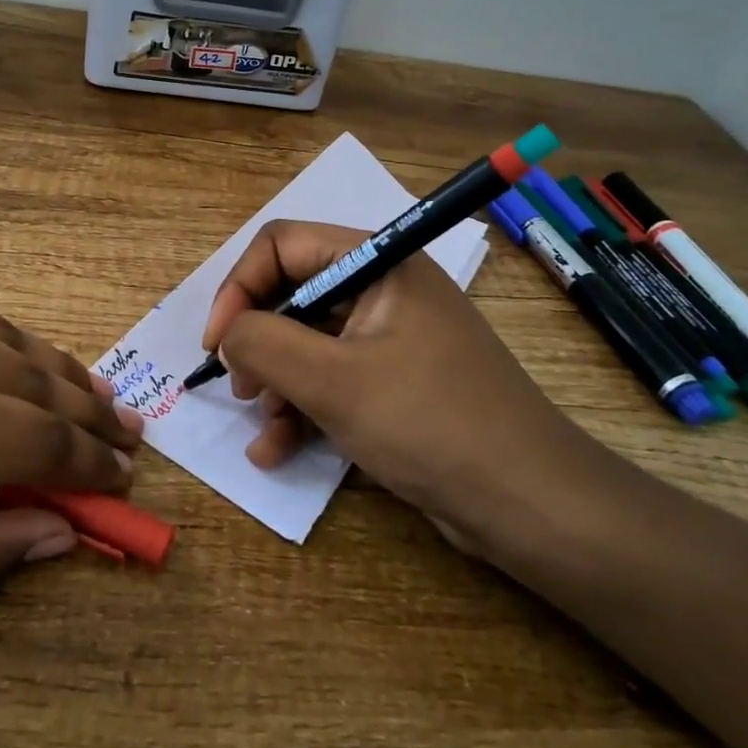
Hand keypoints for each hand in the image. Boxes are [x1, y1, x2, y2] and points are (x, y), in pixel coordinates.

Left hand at [0, 243, 142, 611]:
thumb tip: (58, 533)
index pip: (39, 440)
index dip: (91, 464)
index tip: (125, 479)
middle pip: (38, 378)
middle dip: (90, 416)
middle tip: (129, 438)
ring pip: (7, 334)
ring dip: (54, 374)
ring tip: (95, 401)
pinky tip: (9, 366)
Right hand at [201, 220, 616, 564]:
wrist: (530, 504)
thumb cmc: (429, 424)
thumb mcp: (334, 382)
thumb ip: (264, 343)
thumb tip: (228, 335)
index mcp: (378, 262)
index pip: (282, 244)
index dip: (240, 287)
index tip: (217, 343)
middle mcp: (384, 288)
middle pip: (293, 293)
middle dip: (258, 341)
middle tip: (238, 386)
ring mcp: (390, 336)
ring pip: (308, 342)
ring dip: (275, 382)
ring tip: (262, 426)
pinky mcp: (395, 381)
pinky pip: (332, 379)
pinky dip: (302, 408)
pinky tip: (276, 450)